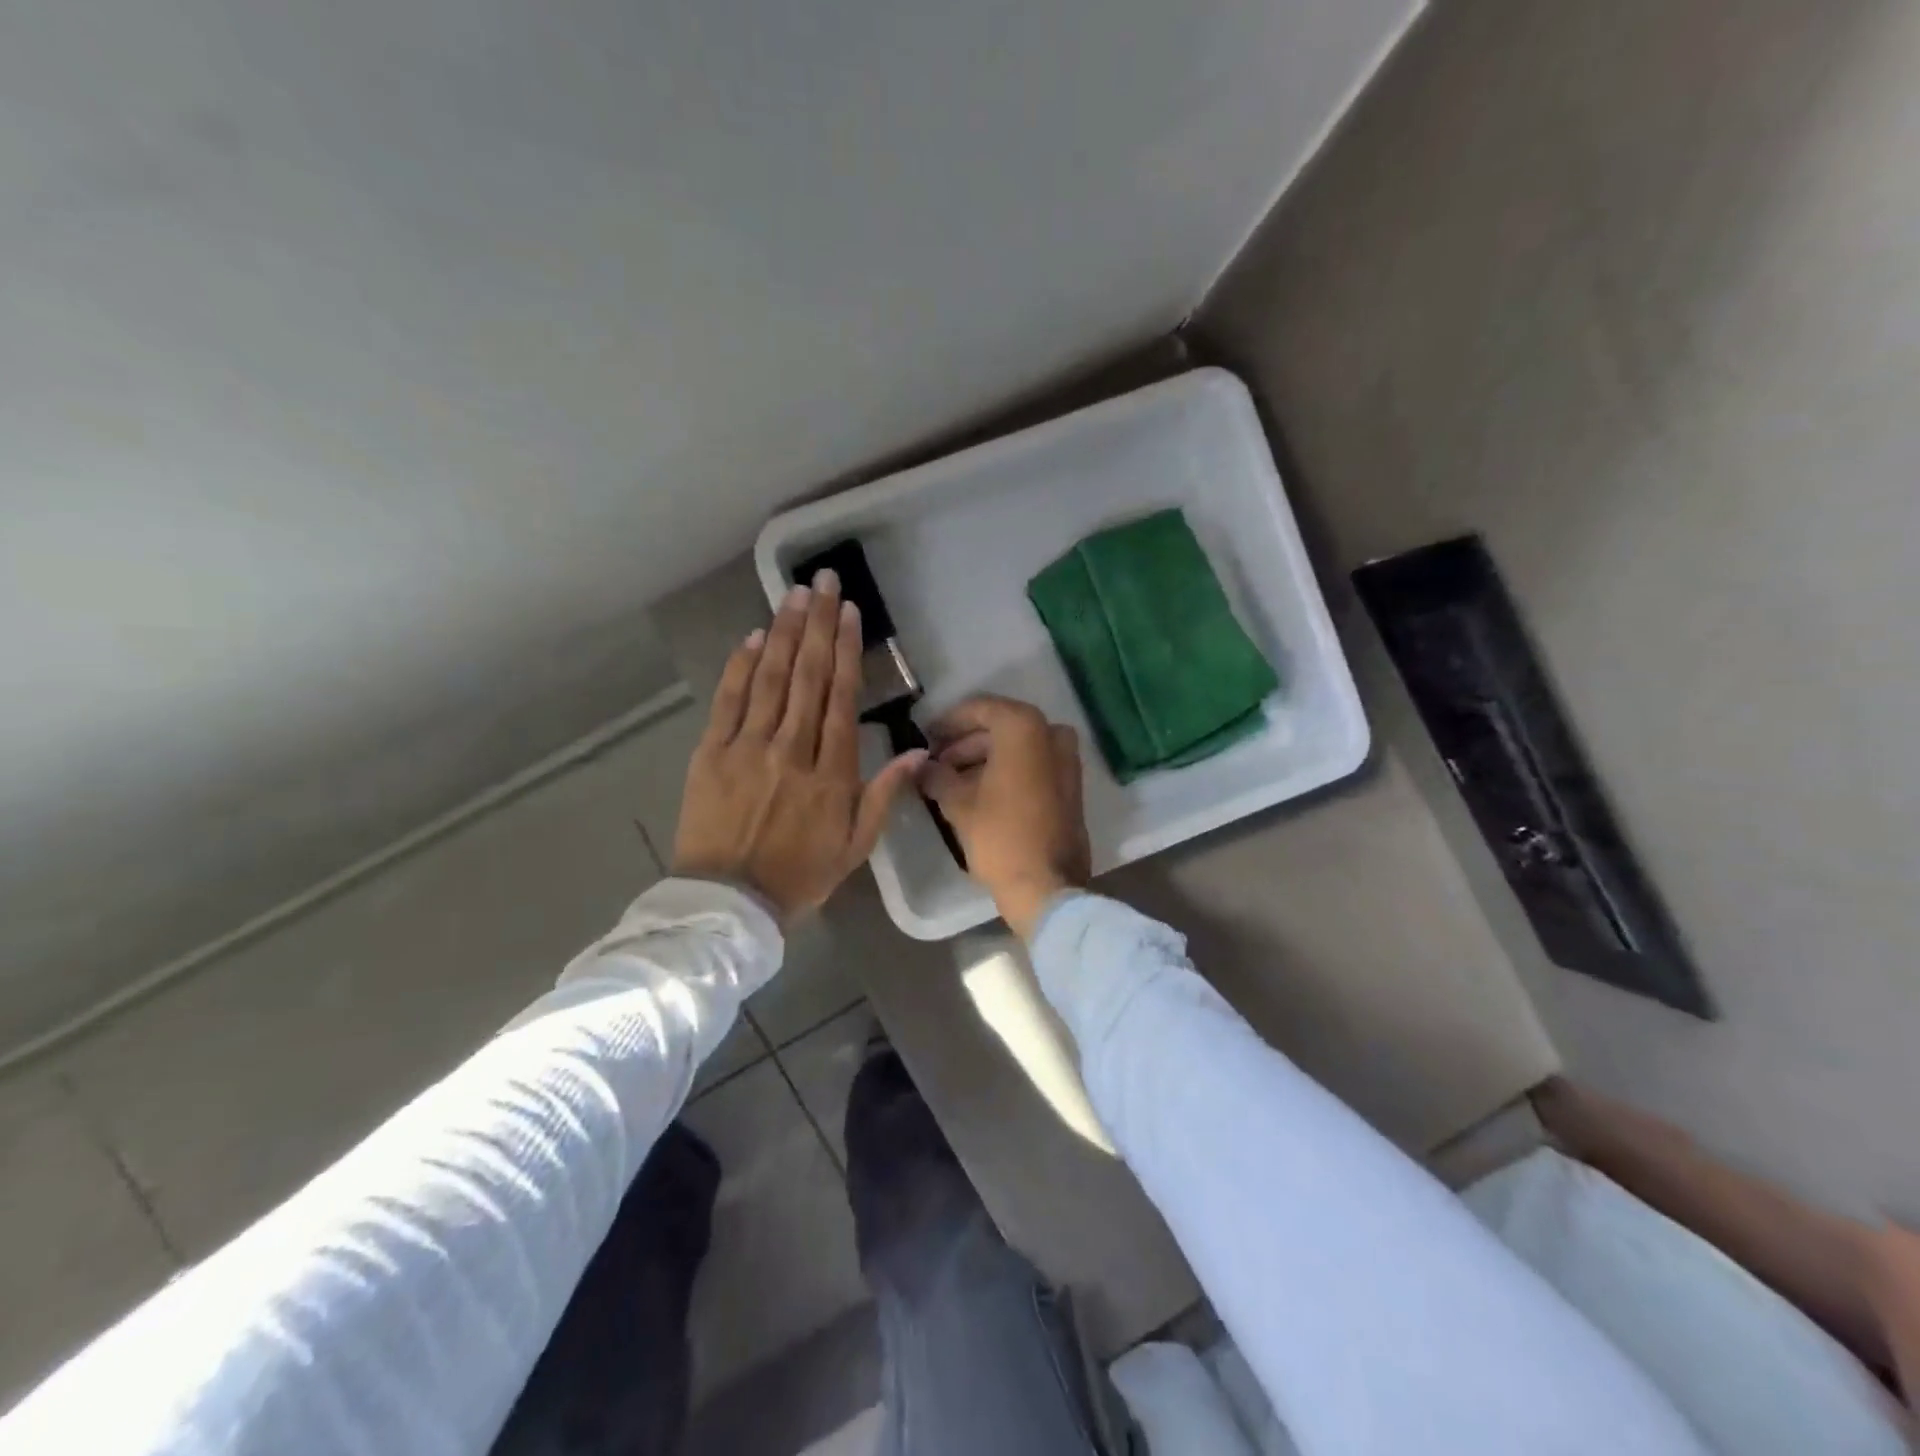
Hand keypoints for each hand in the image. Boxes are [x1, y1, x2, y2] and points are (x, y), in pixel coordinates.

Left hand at [672, 571, 923, 920]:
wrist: (729, 903)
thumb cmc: (801, 875)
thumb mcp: (856, 845)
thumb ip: (886, 794)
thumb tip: (920, 751)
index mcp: (831, 773)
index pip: (840, 697)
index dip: (845, 650)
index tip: (849, 612)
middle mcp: (791, 749)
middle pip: (806, 676)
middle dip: (817, 624)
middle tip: (823, 581)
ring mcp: (747, 747)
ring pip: (769, 679)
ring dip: (782, 632)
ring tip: (793, 595)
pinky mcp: (711, 753)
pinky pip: (728, 701)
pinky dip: (739, 666)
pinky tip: (751, 636)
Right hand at [918, 695, 1090, 939]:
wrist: (1047, 885)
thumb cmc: (999, 836)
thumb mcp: (958, 803)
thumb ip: (936, 775)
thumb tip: (922, 766)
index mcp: (1023, 727)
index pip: (978, 709)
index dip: (948, 722)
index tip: (926, 737)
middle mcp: (1050, 733)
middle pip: (999, 728)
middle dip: (965, 744)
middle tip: (935, 763)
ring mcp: (1066, 759)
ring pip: (1016, 748)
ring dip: (984, 758)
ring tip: (950, 781)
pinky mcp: (1070, 785)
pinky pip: (1033, 765)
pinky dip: (1006, 770)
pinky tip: (978, 791)